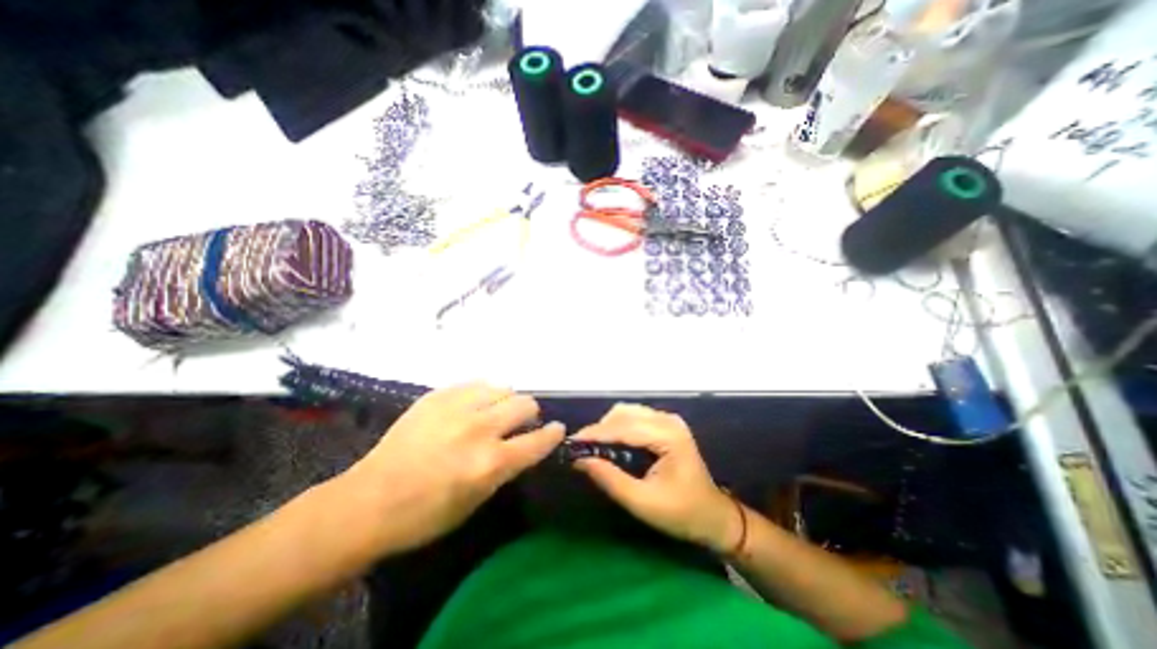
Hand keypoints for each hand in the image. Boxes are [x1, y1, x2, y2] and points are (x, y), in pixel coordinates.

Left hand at [336, 384, 568, 554]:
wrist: (368, 501)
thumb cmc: (425, 514)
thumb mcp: (476, 501)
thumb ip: (505, 467)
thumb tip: (522, 443)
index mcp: (491, 463)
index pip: (538, 440)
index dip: (553, 434)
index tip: (556, 430)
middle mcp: (480, 429)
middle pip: (524, 403)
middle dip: (529, 413)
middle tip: (518, 423)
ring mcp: (457, 407)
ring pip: (502, 387)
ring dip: (505, 401)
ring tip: (492, 412)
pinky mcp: (437, 396)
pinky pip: (475, 383)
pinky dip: (482, 394)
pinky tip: (471, 406)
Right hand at [574, 406, 735, 553]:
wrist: (713, 515)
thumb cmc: (682, 513)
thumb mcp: (642, 503)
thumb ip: (610, 479)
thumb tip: (580, 460)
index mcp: (668, 436)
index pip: (624, 427)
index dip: (596, 433)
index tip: (572, 442)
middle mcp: (668, 420)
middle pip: (624, 413)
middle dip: (601, 429)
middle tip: (582, 449)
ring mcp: (669, 420)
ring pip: (628, 412)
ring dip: (608, 427)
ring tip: (594, 447)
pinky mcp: (666, 425)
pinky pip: (635, 417)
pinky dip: (618, 427)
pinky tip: (611, 443)